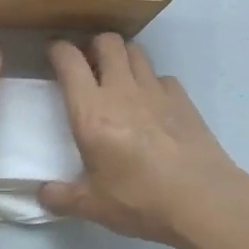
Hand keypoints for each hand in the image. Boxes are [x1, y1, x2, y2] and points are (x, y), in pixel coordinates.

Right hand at [41, 34, 248, 247]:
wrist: (205, 201)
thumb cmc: (142, 201)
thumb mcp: (94, 206)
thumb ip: (62, 197)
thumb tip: (43, 194)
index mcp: (92, 113)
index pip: (69, 61)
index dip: (57, 50)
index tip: (52, 55)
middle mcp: (122, 91)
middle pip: (107, 42)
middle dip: (93, 46)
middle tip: (88, 66)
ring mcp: (156, 91)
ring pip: (136, 51)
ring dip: (122, 58)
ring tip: (118, 79)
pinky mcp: (183, 99)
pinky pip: (162, 77)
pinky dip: (152, 82)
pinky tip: (151, 104)